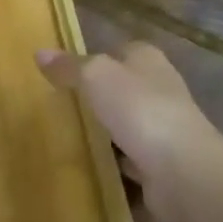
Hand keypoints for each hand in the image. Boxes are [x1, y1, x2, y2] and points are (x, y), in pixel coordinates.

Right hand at [37, 43, 222, 221]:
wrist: (182, 171)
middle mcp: (160, 88)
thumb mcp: (95, 76)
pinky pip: (132, 159)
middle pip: (124, 88)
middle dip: (100, 97)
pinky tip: (93, 168)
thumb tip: (40, 52)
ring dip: (108, 132)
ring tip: (72, 138)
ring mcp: (164, 128)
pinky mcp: (163, 163)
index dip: (95, 58)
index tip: (67, 73)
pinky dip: (117, 163)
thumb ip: (69, 66)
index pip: (120, 50)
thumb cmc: (139, 109)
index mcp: (147, 59)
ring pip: (128, 124)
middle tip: (63, 106)